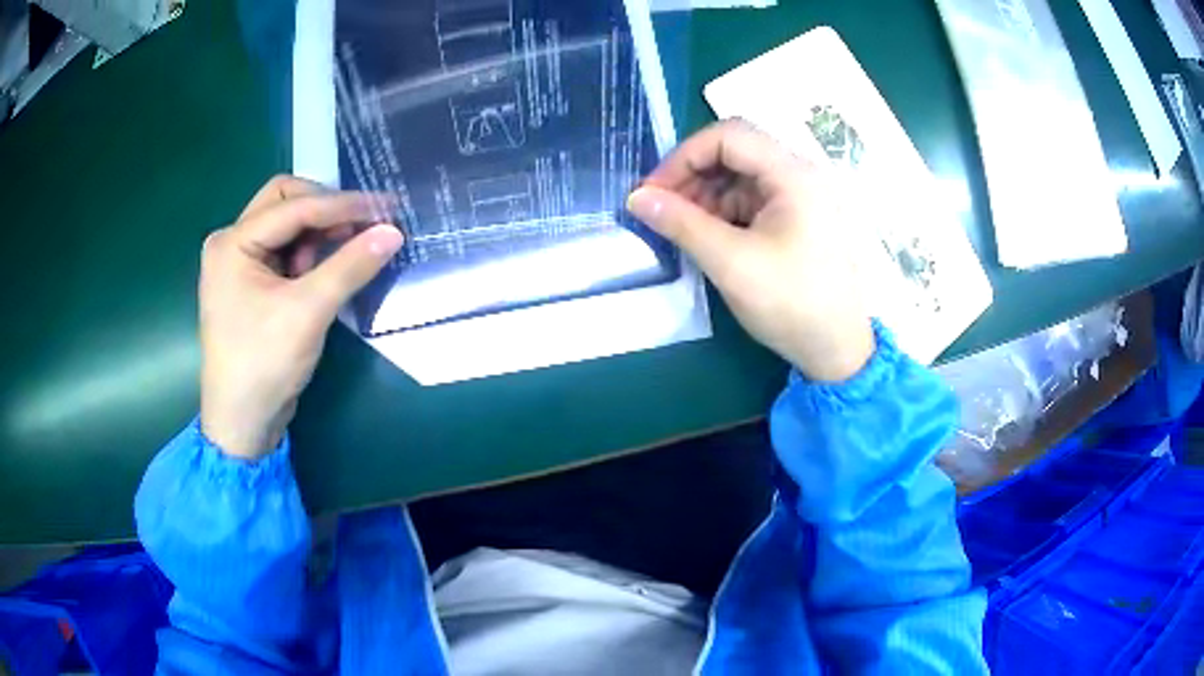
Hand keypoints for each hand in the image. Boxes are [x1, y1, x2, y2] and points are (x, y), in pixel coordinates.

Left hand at [199, 175, 402, 458]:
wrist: (242, 422)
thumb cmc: (264, 364)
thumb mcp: (308, 312)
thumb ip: (350, 266)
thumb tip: (394, 231)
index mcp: (233, 243)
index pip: (293, 207)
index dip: (341, 205)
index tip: (385, 208)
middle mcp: (231, 243)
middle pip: (284, 202)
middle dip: (324, 211)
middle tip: (360, 227)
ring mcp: (238, 264)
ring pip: (286, 226)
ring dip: (317, 235)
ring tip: (343, 258)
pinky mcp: (249, 283)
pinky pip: (284, 251)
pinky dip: (309, 256)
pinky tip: (325, 274)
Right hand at [627, 120, 873, 381]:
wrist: (838, 351)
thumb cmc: (791, 304)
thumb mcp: (731, 263)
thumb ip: (681, 223)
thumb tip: (636, 198)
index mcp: (793, 175)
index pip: (729, 136)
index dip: (685, 156)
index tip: (655, 190)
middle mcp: (800, 176)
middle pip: (736, 153)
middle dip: (693, 175)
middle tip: (661, 209)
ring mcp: (802, 198)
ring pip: (742, 177)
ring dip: (706, 195)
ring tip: (680, 228)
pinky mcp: (799, 220)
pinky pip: (753, 201)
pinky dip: (725, 213)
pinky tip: (707, 237)